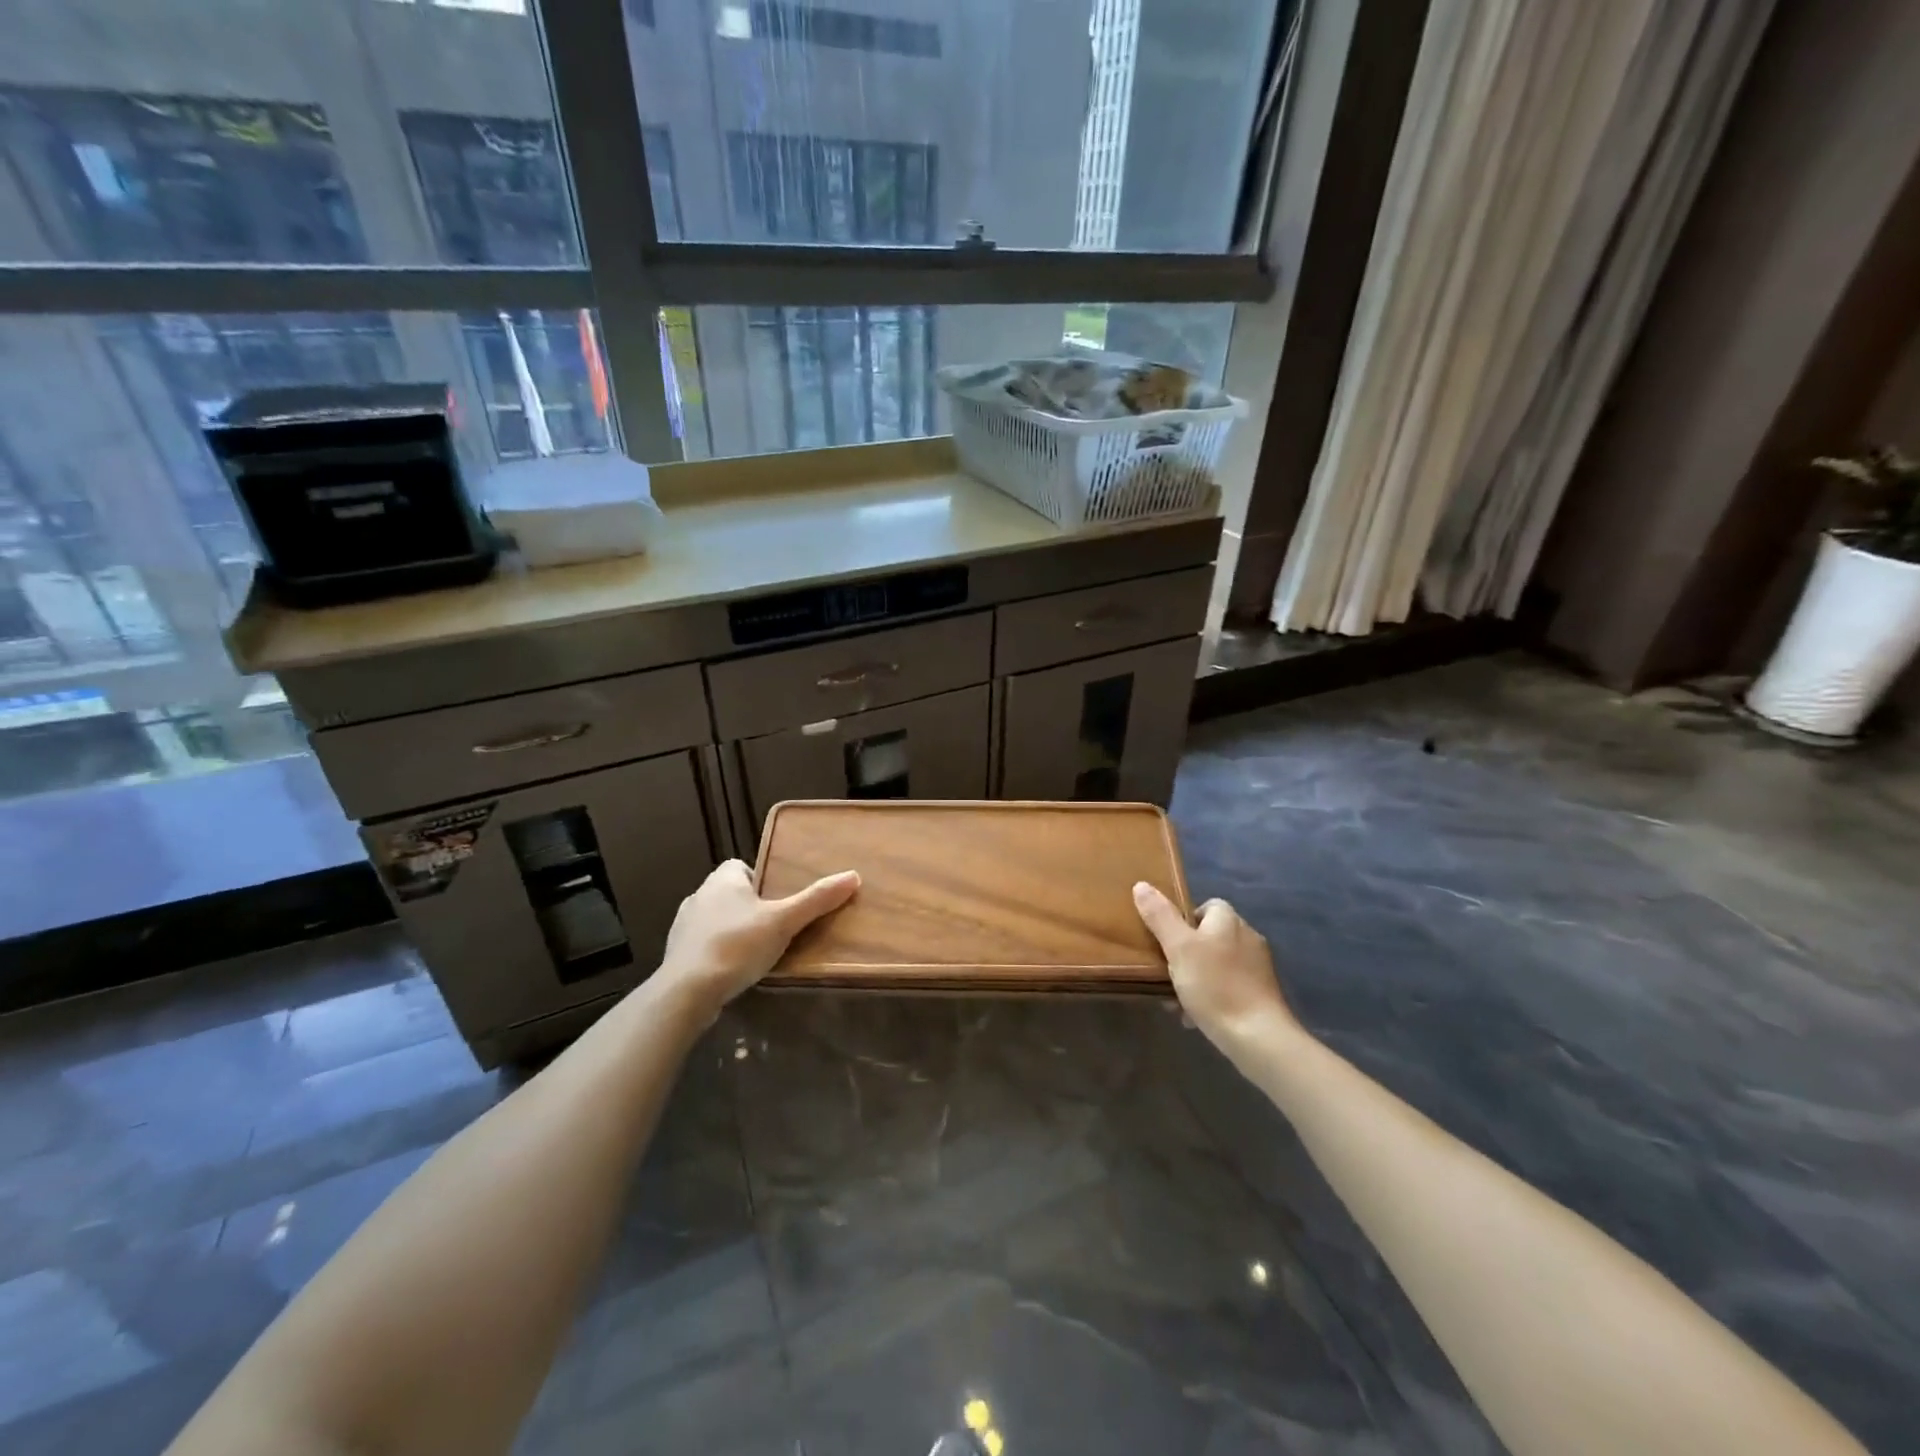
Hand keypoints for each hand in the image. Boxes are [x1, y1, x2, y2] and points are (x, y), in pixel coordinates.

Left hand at [656, 859, 859, 1018]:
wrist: (687, 992)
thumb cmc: (737, 945)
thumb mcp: (784, 921)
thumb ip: (816, 900)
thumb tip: (853, 876)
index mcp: (722, 880)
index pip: (740, 866)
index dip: (760, 879)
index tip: (778, 899)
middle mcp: (699, 895)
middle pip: (730, 893)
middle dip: (749, 907)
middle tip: (775, 926)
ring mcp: (683, 926)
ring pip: (715, 919)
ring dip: (733, 930)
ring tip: (757, 950)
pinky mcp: (676, 954)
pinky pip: (703, 945)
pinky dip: (718, 952)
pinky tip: (734, 970)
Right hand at [1133, 883, 1300, 1050]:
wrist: (1258, 1037)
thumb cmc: (1215, 985)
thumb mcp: (1179, 948)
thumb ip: (1160, 916)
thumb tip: (1141, 884)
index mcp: (1229, 920)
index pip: (1205, 906)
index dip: (1183, 920)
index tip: (1165, 940)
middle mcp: (1247, 937)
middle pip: (1209, 936)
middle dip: (1185, 954)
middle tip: (1165, 973)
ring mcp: (1257, 968)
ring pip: (1217, 965)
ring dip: (1195, 979)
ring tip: (1175, 1001)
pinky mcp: (1262, 995)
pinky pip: (1228, 987)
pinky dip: (1211, 997)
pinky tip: (1195, 1017)